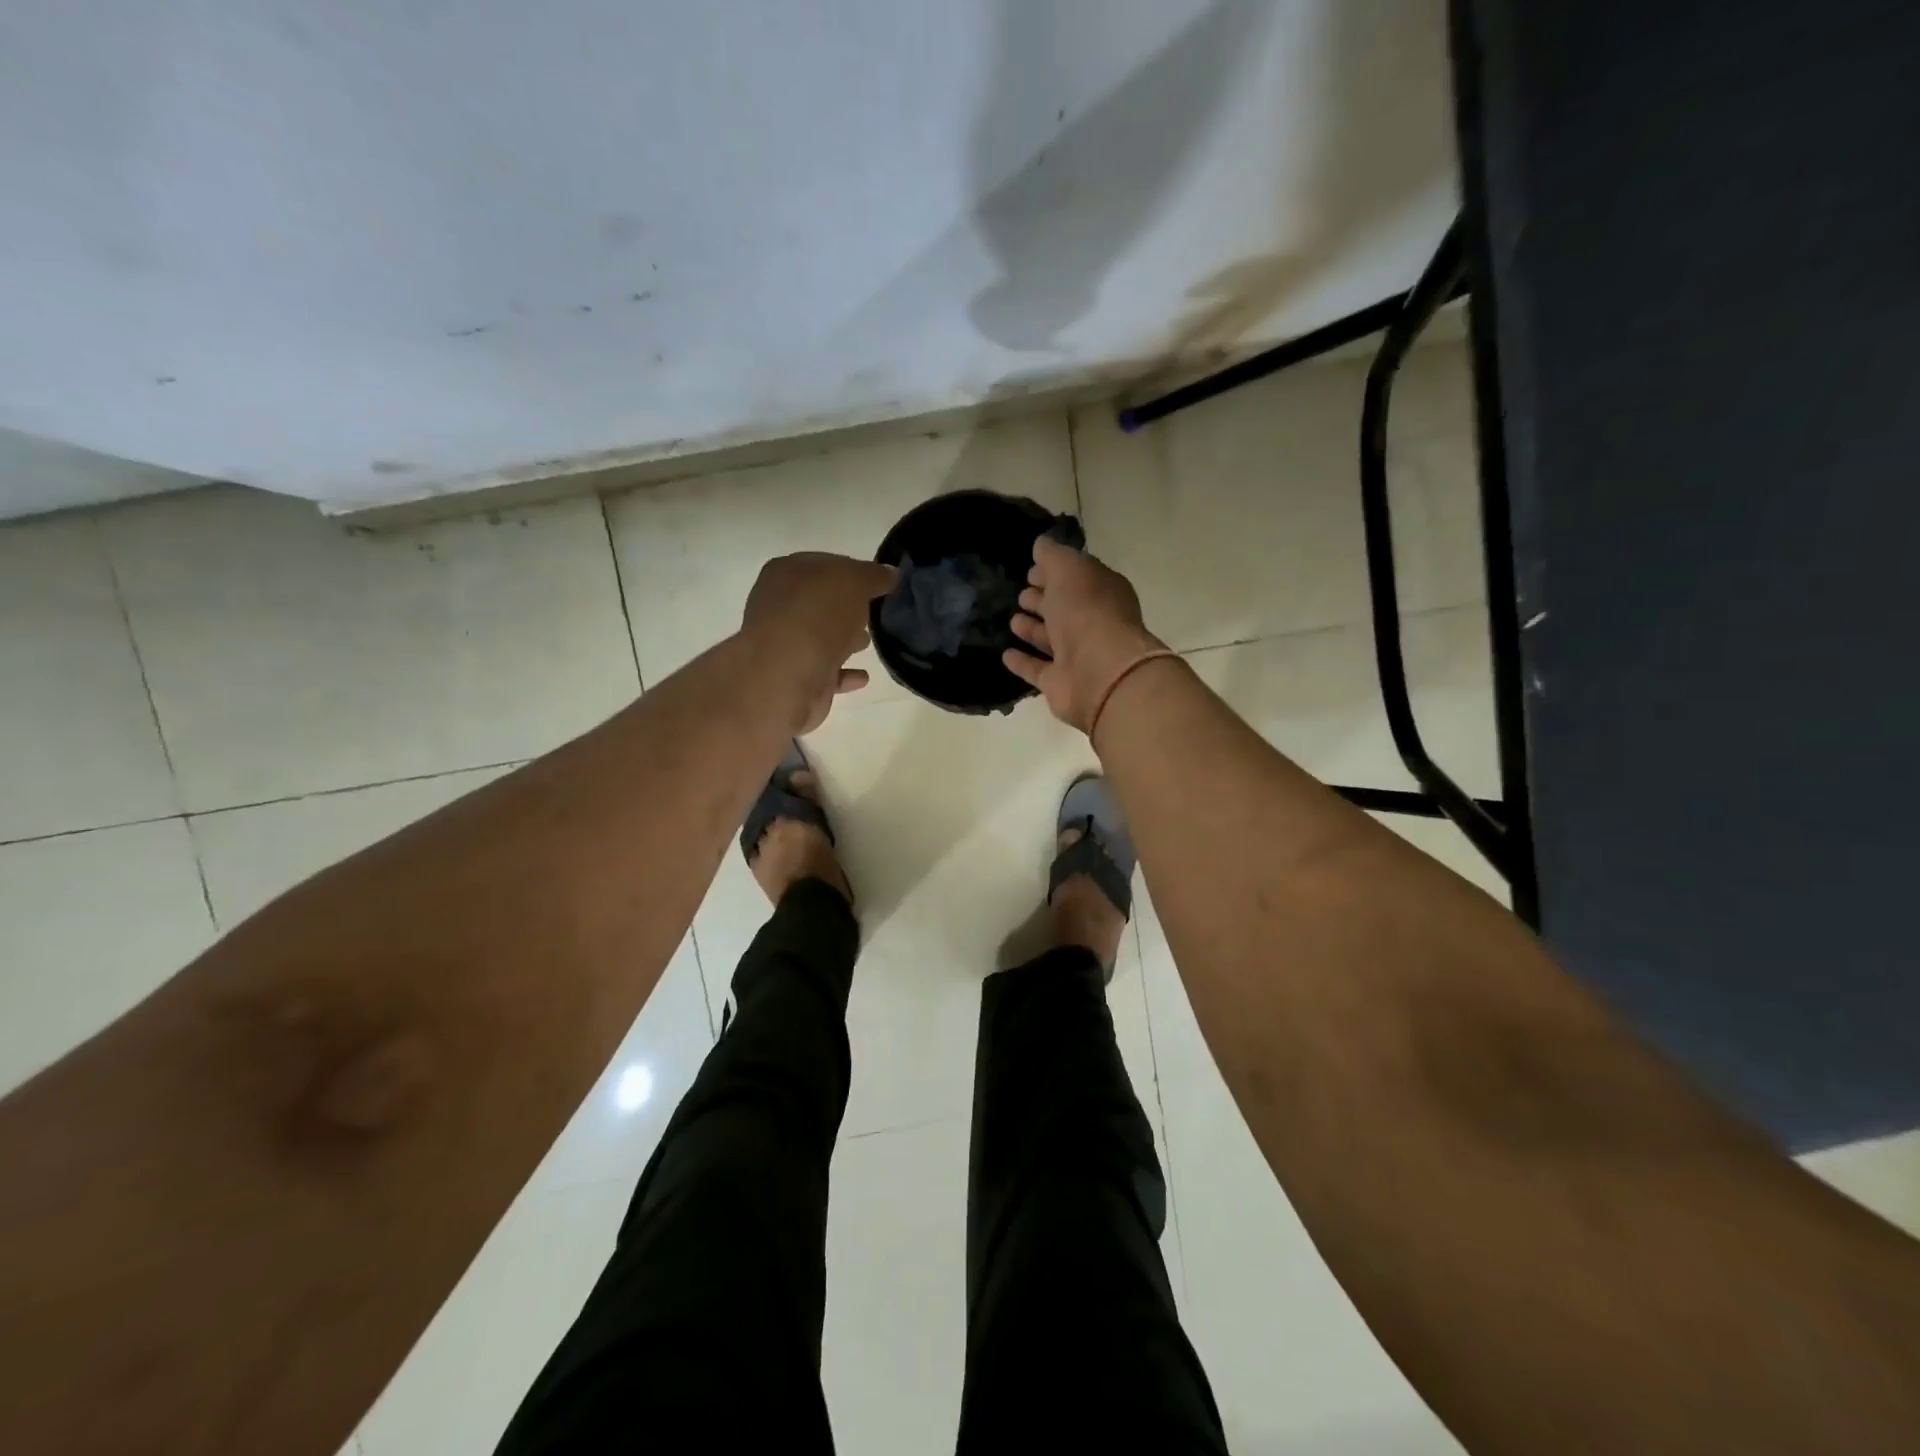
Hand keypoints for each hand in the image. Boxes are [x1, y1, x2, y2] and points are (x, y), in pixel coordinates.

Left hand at [743, 552, 897, 732]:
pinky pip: (825, 672)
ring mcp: (785, 645)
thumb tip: (889, 574)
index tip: (879, 582)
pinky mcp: (795, 679)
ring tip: (869, 642)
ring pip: (821, 637)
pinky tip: (863, 676)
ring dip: (844, 639)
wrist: (787, 674)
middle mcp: (779, 606)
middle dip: (847, 607)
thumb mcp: (856, 581)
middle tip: (875, 611)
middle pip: (821, 602)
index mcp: (786, 572)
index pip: (825, 565)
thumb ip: (874, 575)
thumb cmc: (818, 614)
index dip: (853, 571)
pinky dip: (844, 673)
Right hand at [1002, 536, 1168, 734]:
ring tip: (1013, 620)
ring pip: (1052, 639)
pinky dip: (1023, 662)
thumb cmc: (1087, 612)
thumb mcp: (1069, 570)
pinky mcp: (1060, 683)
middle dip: (1044, 599)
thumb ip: (1053, 556)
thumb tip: (1041, 544)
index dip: (1055, 572)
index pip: (1076, 578)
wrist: (1099, 672)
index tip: (1031, 569)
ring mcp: (1078, 656)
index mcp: (1102, 592)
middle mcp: (1092, 623)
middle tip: (1022, 594)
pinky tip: (1005, 654)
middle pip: (1065, 608)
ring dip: (1033, 629)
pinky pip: (1038, 670)